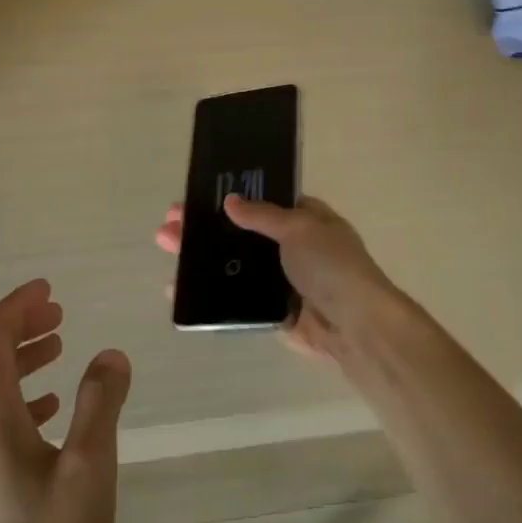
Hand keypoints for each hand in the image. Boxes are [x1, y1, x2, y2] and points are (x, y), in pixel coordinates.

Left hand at [0, 279, 130, 522]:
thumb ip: (100, 403)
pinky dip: (18, 394)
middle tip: (58, 312)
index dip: (18, 305)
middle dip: (18, 324)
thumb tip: (110, 354)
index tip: (50, 290)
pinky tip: (49, 409)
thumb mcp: (88, 468)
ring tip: (58, 347)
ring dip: (18, 358)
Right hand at [155, 195, 407, 363]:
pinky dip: (209, 291)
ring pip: (233, 264)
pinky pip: (235, 297)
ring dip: (201, 257)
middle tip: (169, 225)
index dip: (228, 198)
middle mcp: (291, 246)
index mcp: (304, 218)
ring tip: (167, 248)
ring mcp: (280, 279)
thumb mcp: (299, 227)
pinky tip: (179, 287)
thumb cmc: (331, 265)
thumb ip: (262, 215)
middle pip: (239, 233)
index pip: (261, 201)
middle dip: (204, 228)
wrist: (355, 325)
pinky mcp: (271, 309)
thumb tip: (230, 202)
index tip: (194, 197)